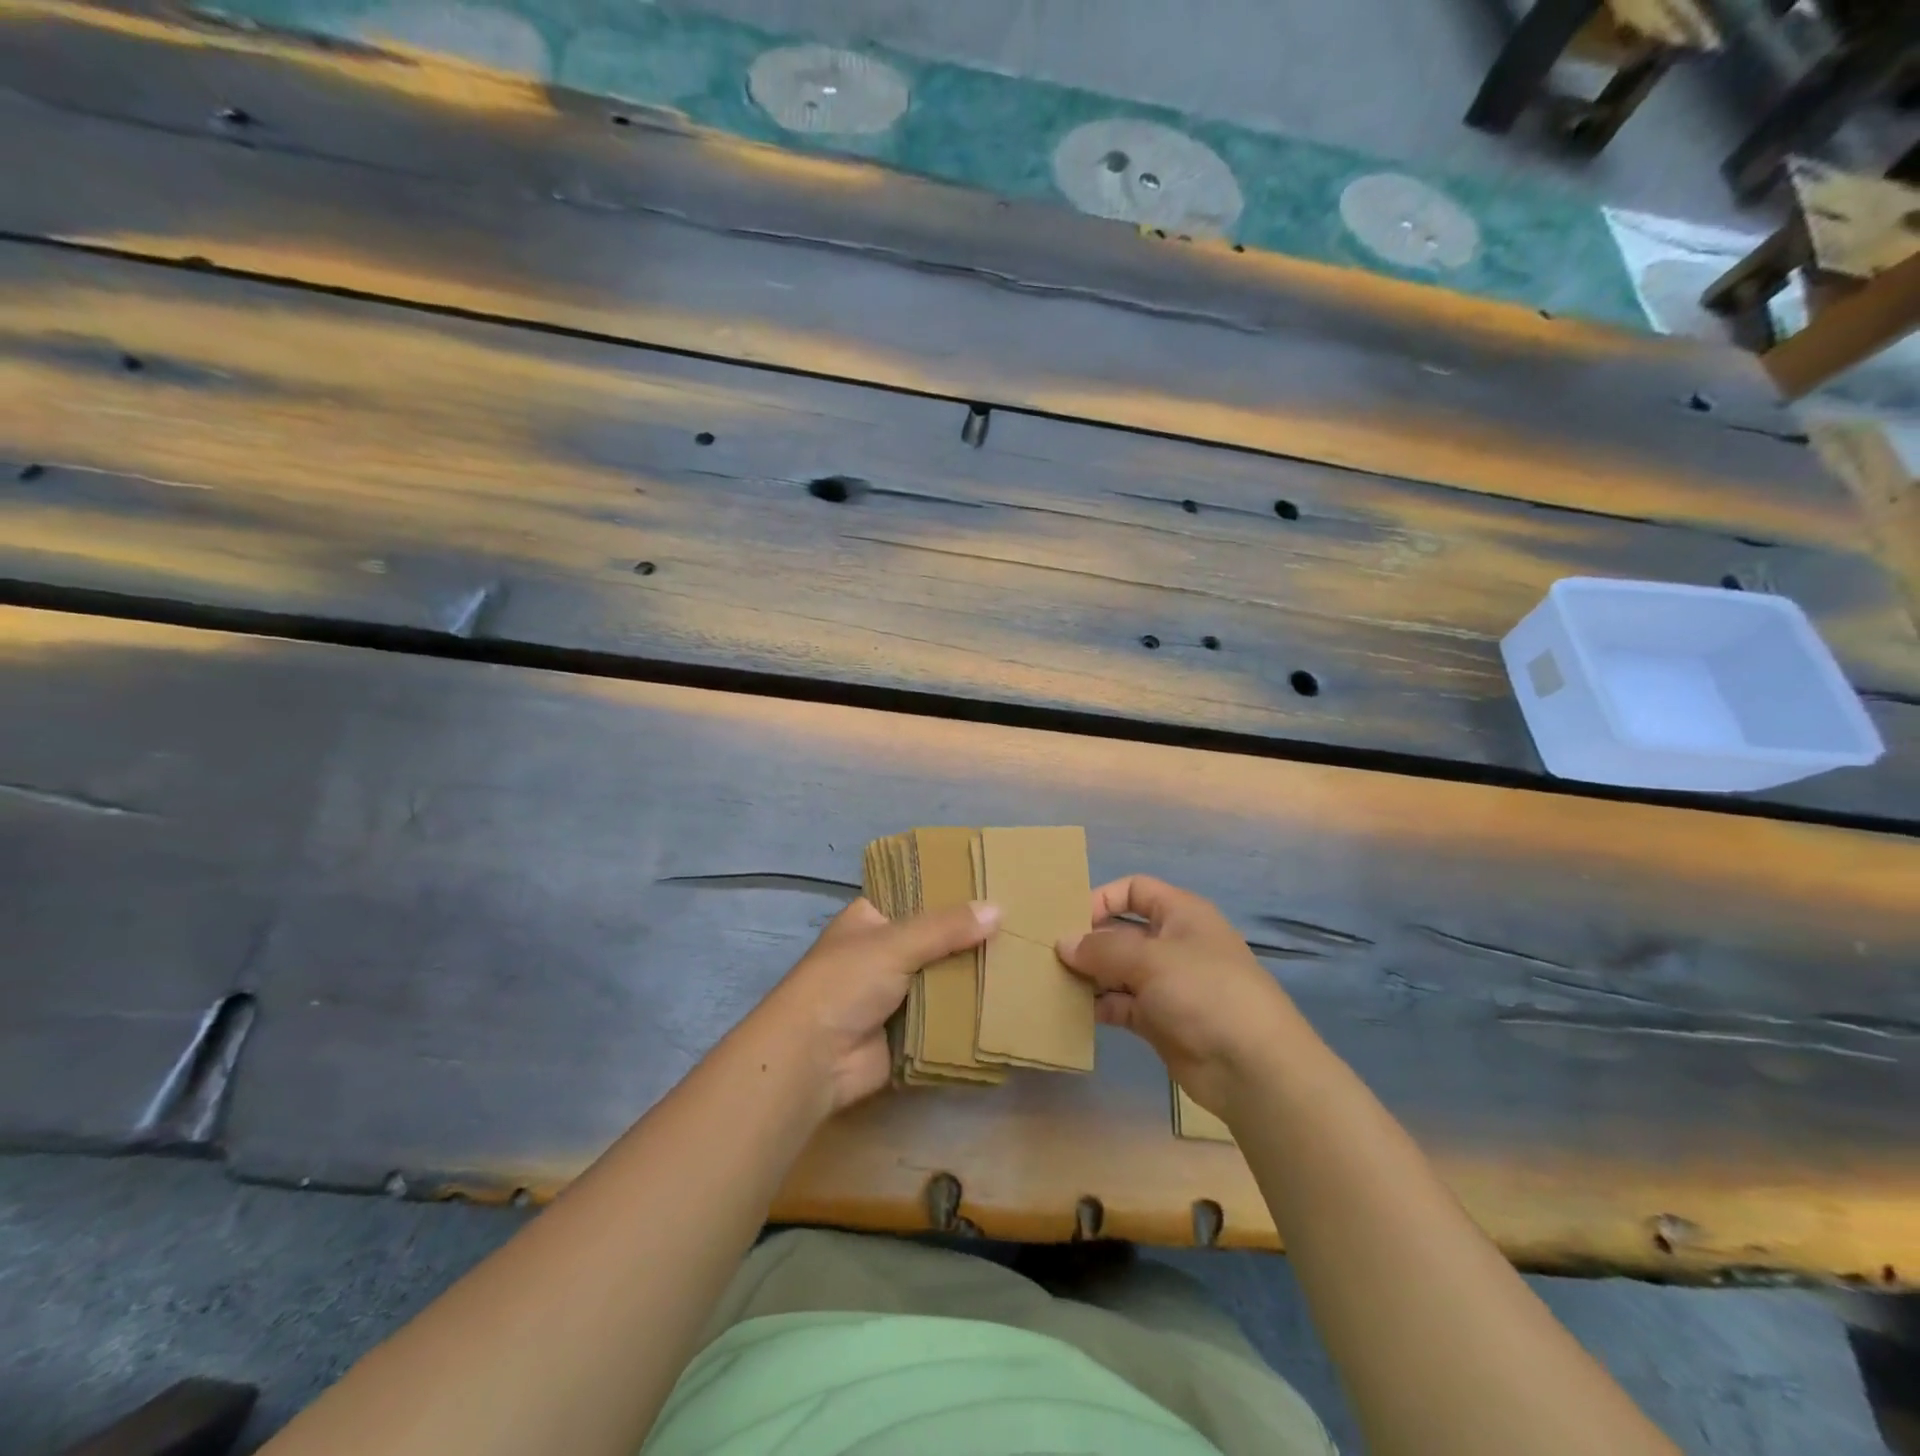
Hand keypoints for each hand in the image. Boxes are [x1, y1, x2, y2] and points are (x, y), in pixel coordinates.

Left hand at [753, 897, 999, 1115]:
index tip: (994, 887)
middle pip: (935, 940)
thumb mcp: (894, 943)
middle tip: (1020, 927)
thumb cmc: (844, 984)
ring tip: (1024, 961)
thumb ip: (946, 928)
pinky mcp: (908, 1031)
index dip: (950, 893)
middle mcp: (883, 953)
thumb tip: (998, 909)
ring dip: (973, 977)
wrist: (814, 1059)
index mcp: (871, 920)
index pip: (916, 897)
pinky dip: (969, 1013)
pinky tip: (1008, 1002)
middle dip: (969, 939)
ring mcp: (896, 994)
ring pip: (944, 978)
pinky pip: (946, 1016)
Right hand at [1057, 875, 1309, 1117]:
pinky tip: (1073, 1011)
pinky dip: (1100, 1006)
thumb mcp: (1151, 959)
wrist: (1253, 1067)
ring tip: (1054, 982)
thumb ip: (1102, 949)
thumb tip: (1063, 943)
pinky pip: (1122, 1005)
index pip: (1135, 890)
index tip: (1068, 920)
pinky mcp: (1161, 1021)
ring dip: (1090, 975)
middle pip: (1122, 931)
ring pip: (1119, 970)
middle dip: (1089, 940)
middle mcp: (1173, 944)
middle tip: (1049, 954)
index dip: (1102, 898)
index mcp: (1181, 914)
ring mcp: (1168, 984)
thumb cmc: (1205, 992)